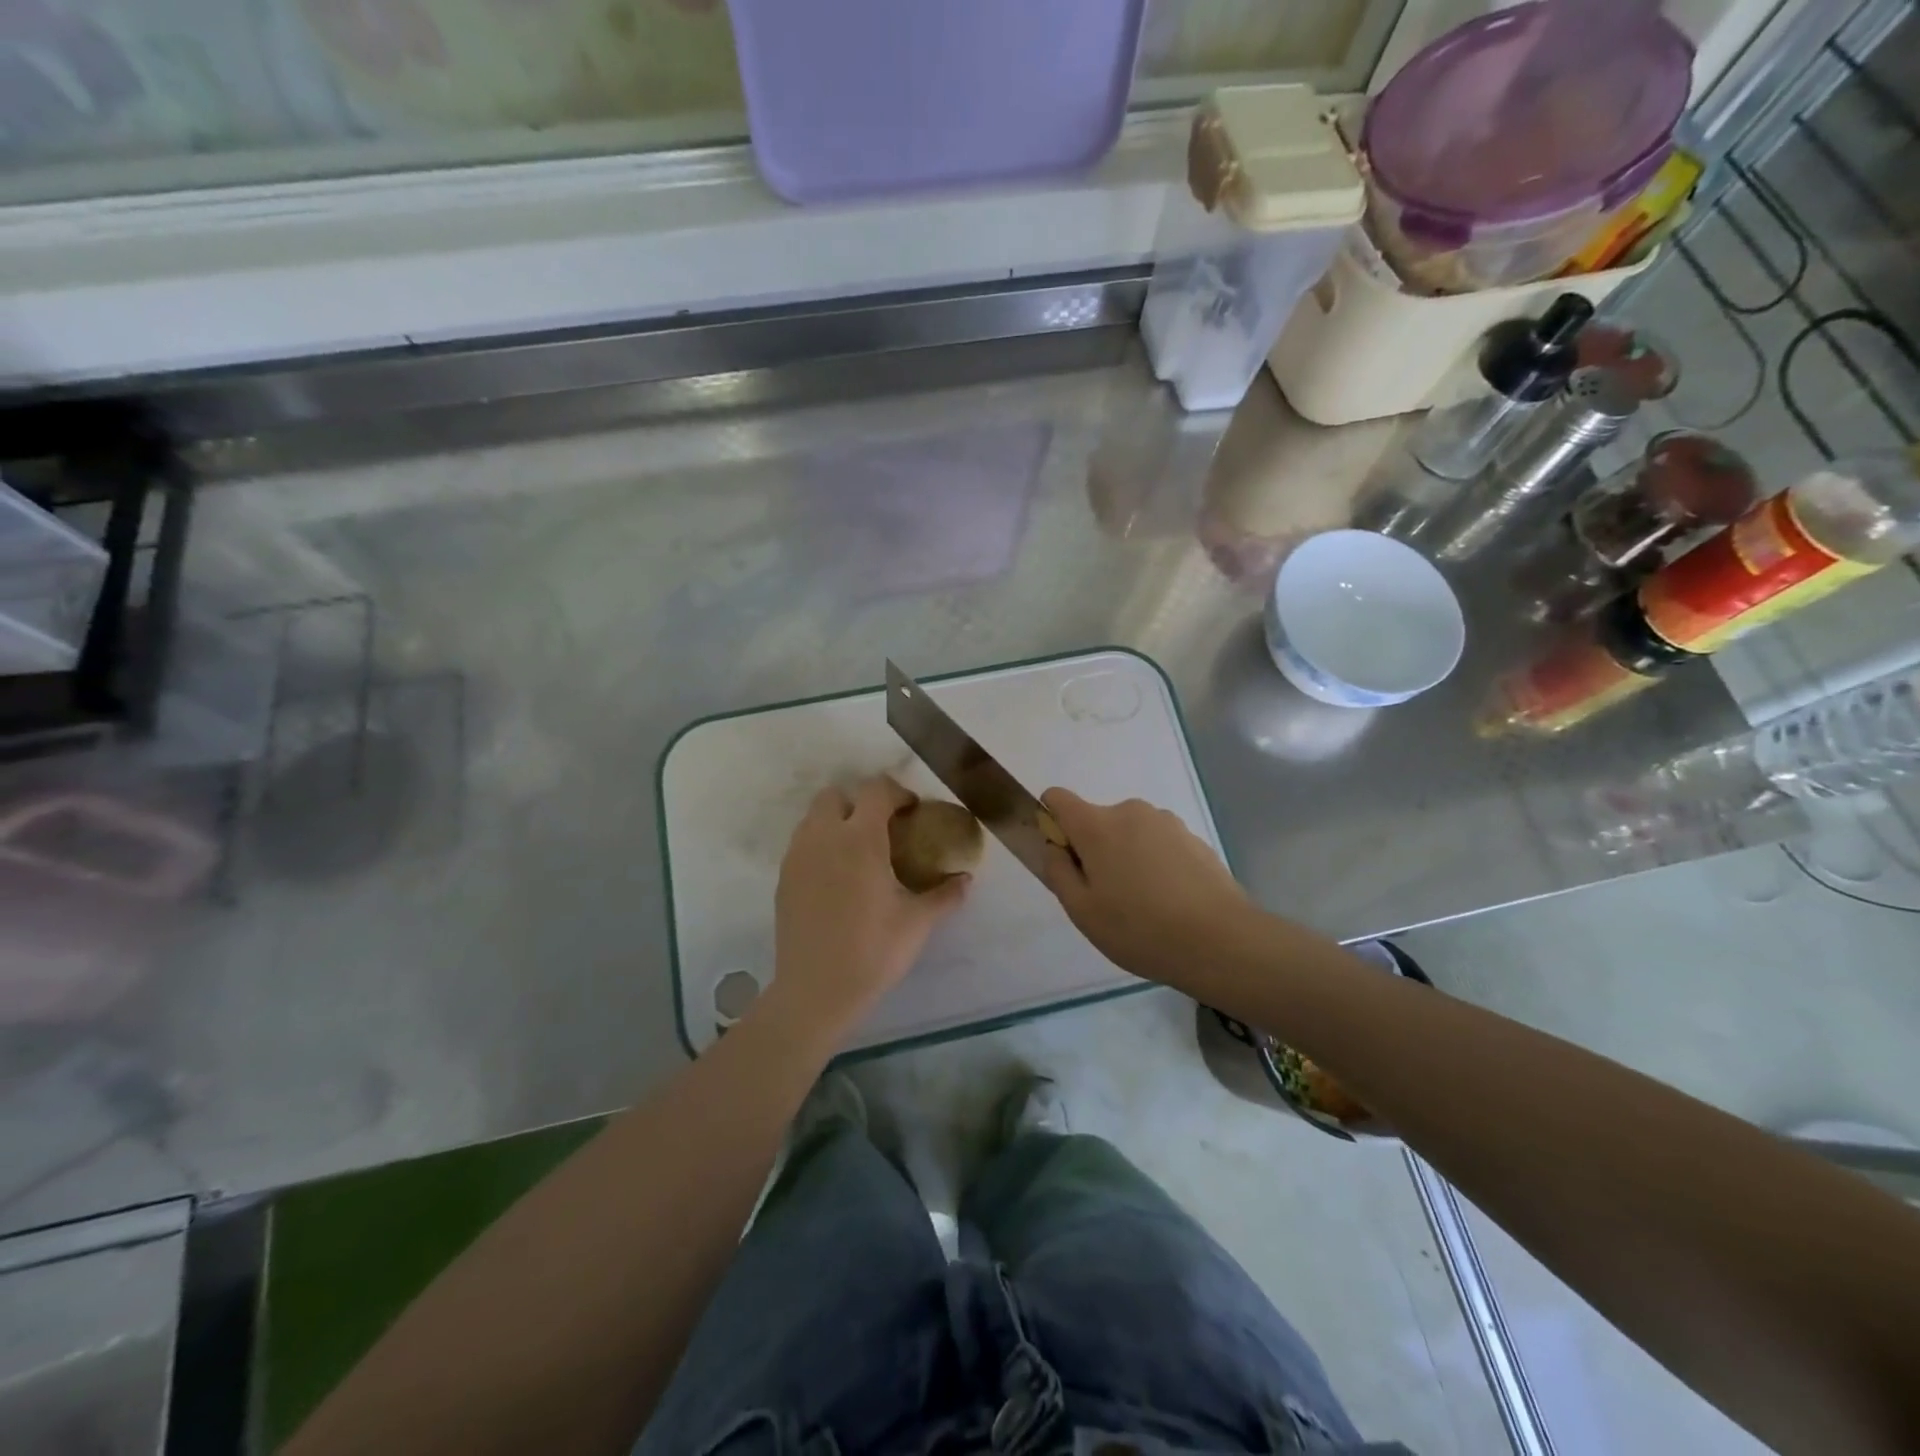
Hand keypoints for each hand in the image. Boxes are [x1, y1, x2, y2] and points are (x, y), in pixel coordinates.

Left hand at [771, 776, 968, 1038]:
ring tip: (859, 851)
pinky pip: (802, 843)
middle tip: (883, 827)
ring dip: (837, 821)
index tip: (912, 811)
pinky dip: (821, 844)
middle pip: (835, 794)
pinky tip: (838, 877)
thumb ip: (945, 895)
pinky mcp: (783, 879)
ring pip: (814, 817)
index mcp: (860, 840)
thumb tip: (966, 879)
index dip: (897, 792)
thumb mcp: (917, 923)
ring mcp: (798, 857)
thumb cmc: (872, 952)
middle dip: (860, 801)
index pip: (875, 790)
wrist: (815, 991)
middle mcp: (824, 838)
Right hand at [1039, 788, 1253, 986]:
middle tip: (1106, 897)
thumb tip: (1055, 847)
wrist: (1221, 940)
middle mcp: (1130, 812)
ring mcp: (1167, 822)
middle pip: (1097, 821)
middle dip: (1094, 851)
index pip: (1058, 799)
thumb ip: (1058, 871)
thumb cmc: (1140, 928)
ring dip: (1127, 858)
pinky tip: (1170, 902)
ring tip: (1143, 905)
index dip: (1051, 822)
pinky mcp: (1194, 838)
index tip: (1063, 858)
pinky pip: (1159, 845)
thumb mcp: (1082, 911)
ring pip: (1130, 834)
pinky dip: (1156, 865)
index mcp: (1097, 825)